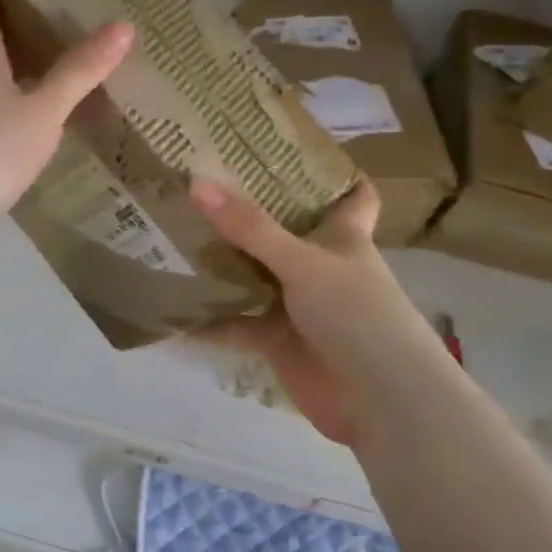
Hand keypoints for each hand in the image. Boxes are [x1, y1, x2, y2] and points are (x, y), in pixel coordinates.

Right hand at [191, 178, 435, 446]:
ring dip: (219, 264)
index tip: (289, 148)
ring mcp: (298, 304)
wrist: (381, 404)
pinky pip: (235, 322)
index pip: (352, 195)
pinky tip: (170, 307)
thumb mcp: (304, 263)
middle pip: (282, 230)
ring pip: (252, 275)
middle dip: (246, 212)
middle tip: (197, 181)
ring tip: (170, 234)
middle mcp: (319, 265)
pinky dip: (207, 319)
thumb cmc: (357, 316)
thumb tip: (196, 182)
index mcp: (342, 237)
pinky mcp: (278, 340)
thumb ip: (250, 228)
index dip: (332, 172)